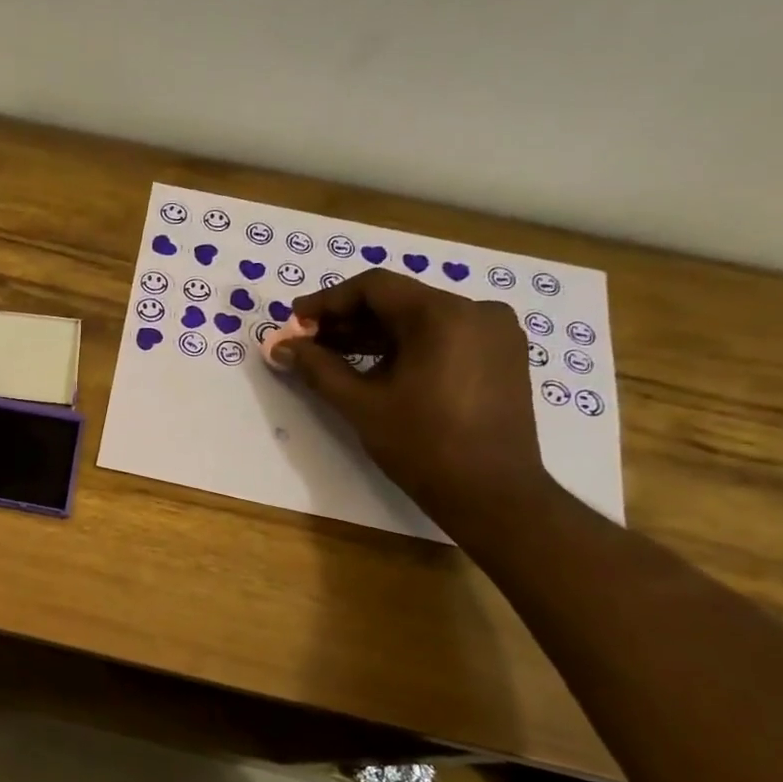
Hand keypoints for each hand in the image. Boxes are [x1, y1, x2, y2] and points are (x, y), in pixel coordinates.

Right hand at [273, 269, 554, 528]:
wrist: (493, 494)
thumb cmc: (423, 445)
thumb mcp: (361, 405)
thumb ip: (317, 368)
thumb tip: (280, 347)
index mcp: (443, 315)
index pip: (374, 287)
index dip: (327, 301)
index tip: (295, 323)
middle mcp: (476, 310)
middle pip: (398, 300)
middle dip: (348, 320)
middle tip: (309, 343)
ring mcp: (495, 332)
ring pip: (421, 319)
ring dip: (375, 334)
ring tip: (334, 358)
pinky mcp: (503, 355)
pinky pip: (444, 335)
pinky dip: (407, 346)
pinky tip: (377, 369)